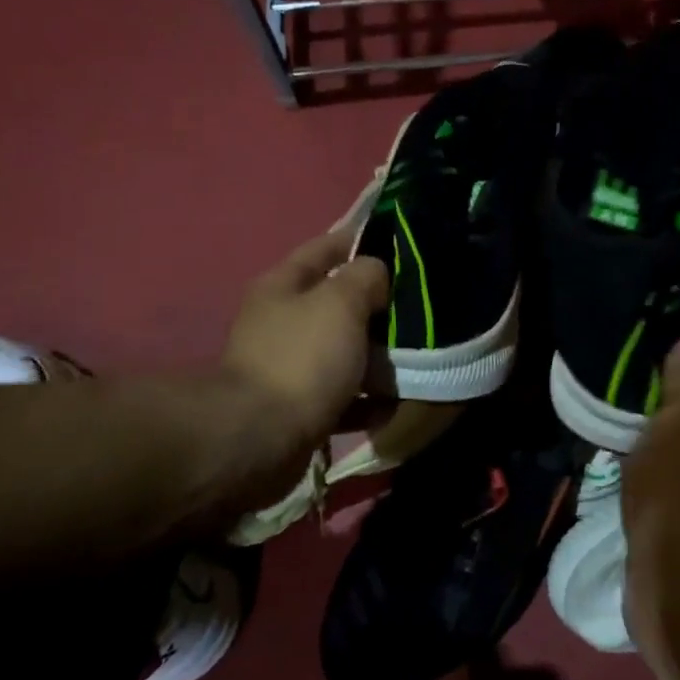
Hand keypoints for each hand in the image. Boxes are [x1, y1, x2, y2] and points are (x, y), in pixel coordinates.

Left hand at [218, 228, 388, 502]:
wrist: (261, 438)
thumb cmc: (302, 358)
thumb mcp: (340, 302)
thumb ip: (365, 277)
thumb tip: (376, 273)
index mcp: (282, 287)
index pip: (323, 249)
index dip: (358, 241)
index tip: (398, 244)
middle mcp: (281, 323)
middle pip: (335, 304)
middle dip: (376, 306)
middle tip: (418, 307)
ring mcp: (288, 368)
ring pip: (342, 353)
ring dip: (375, 357)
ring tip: (415, 359)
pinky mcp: (298, 409)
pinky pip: (343, 398)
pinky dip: (367, 401)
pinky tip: (394, 404)